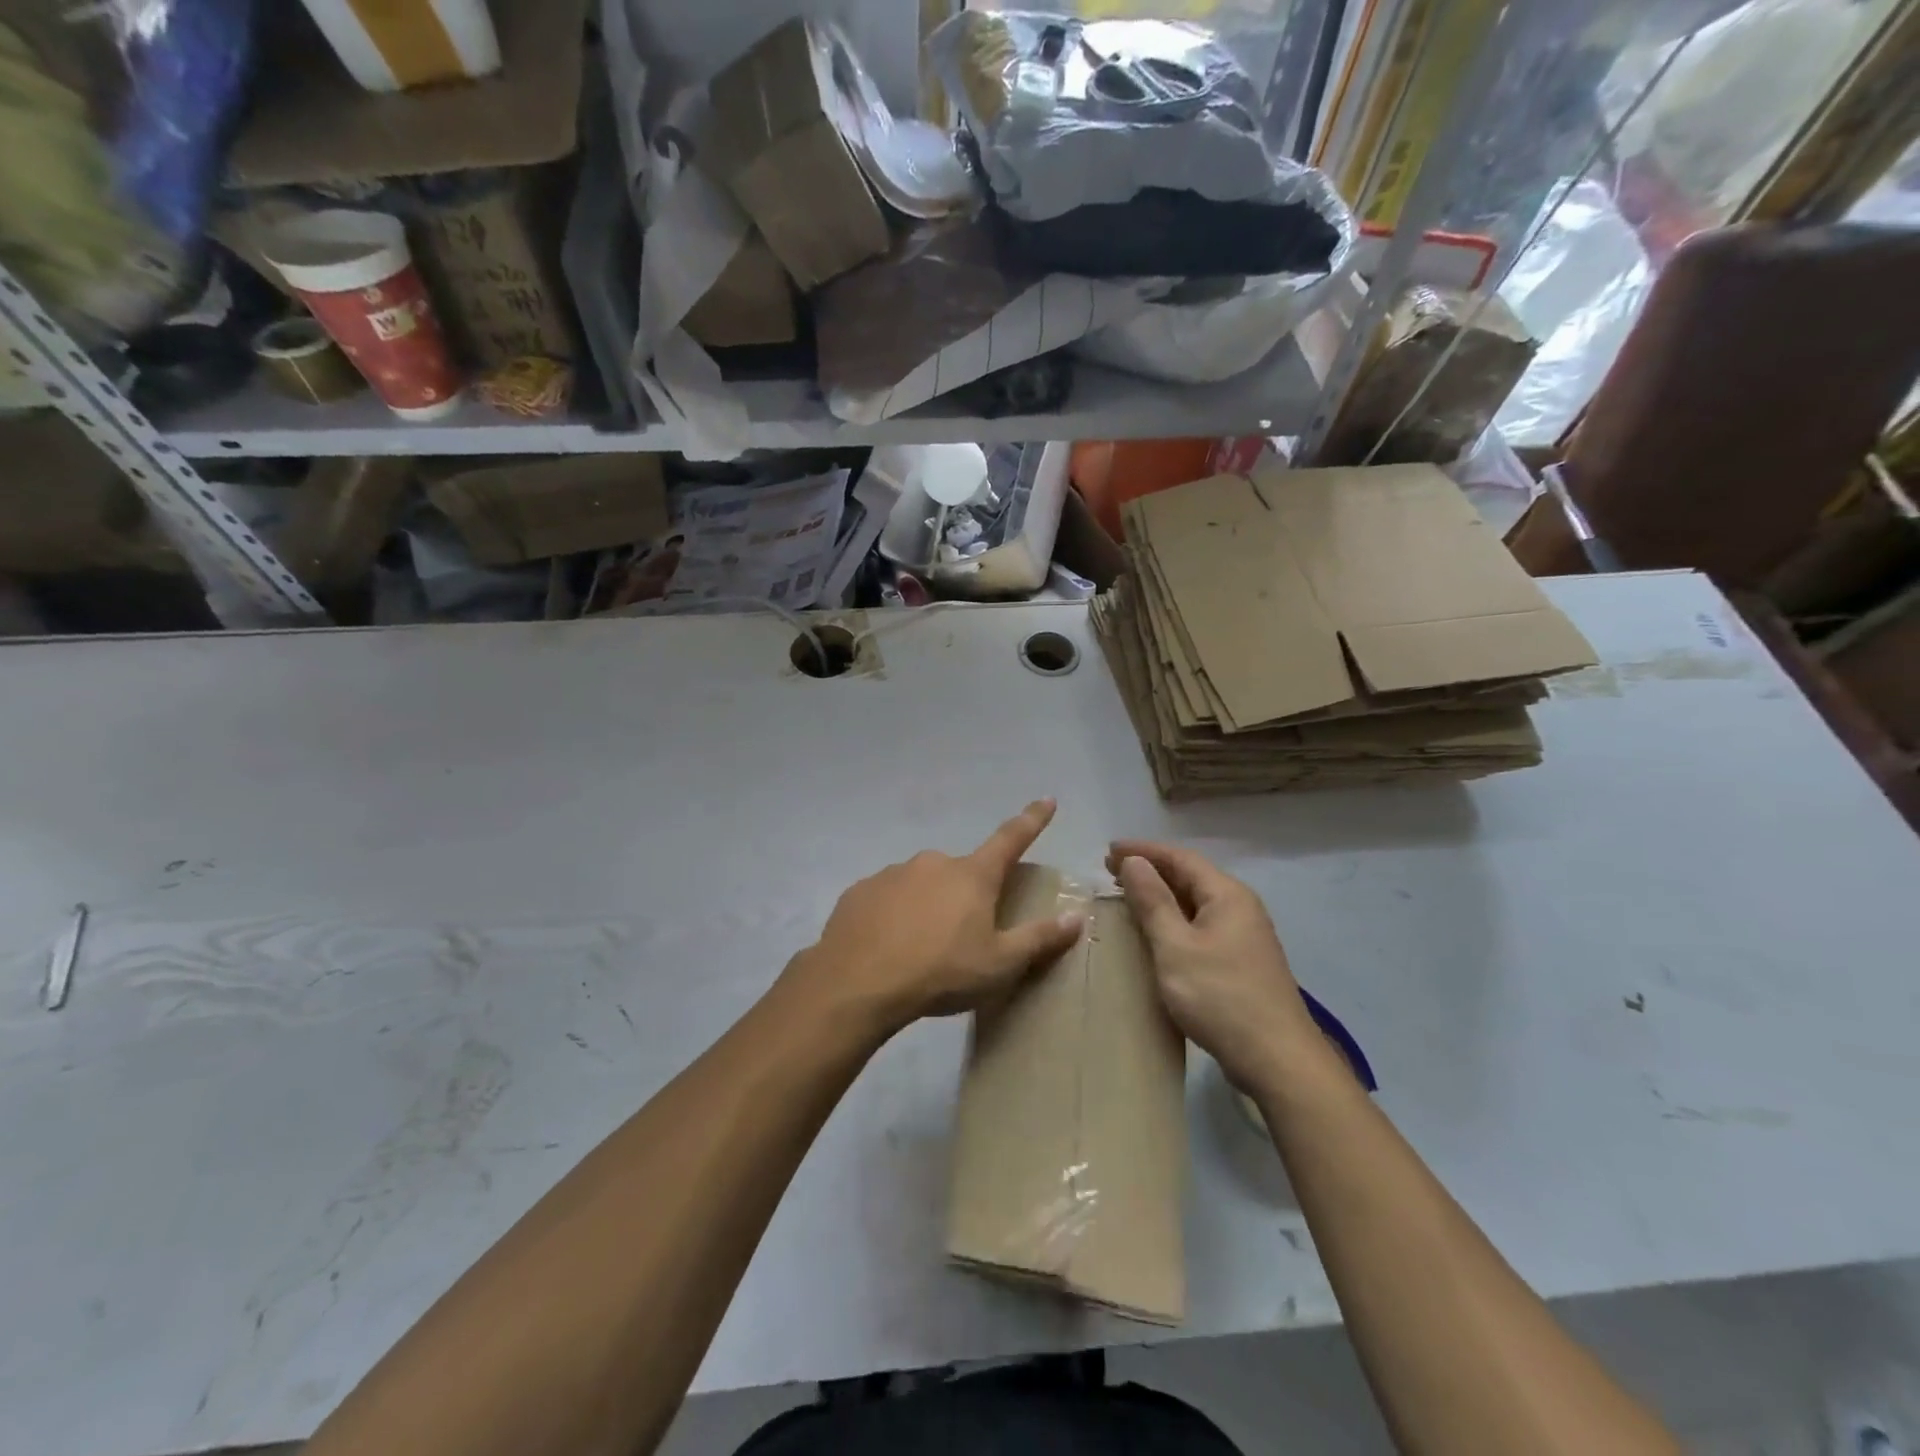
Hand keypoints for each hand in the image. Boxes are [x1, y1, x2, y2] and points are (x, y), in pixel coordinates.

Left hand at [789, 800, 1085, 1039]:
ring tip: (920, 949)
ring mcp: (893, 873)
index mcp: (972, 875)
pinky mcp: (861, 890)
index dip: (1032, 819)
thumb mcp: (999, 964)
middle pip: (961, 873)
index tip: (1046, 799)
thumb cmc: (941, 972)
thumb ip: (1039, 938)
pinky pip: (888, 898)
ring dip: (927, 906)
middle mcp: (933, 862)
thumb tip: (1077, 916)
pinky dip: (894, 915)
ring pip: (922, 885)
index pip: (1011, 838)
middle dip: (965, 896)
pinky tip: (888, 946)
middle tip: (961, 937)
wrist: (858, 982)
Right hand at [1108, 840, 1324, 1091]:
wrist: (1277, 1059)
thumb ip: (1153, 901)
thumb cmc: (1220, 997)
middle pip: (1190, 876)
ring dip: (1161, 895)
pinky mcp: (1242, 960)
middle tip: (1110, 871)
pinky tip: (1156, 931)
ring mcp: (1244, 935)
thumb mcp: (1175, 946)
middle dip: (1150, 870)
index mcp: (1227, 895)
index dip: (1143, 851)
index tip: (1108, 851)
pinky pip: (1201, 924)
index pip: (1180, 858)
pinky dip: (1173, 918)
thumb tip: (1134, 862)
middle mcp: (1240, 906)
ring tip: (1127, 896)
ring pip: (1195, 902)